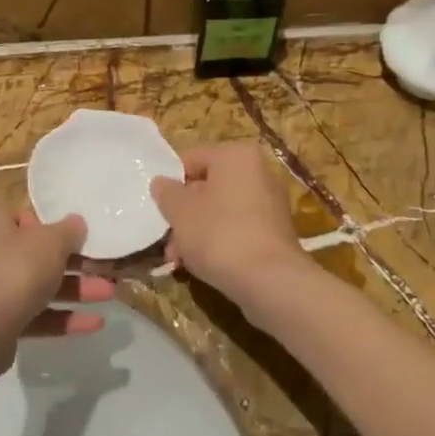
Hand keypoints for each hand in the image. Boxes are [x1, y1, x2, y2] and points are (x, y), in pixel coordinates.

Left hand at [0, 200, 111, 371]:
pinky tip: (94, 324)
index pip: (23, 215)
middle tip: (104, 268)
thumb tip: (77, 223)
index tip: (78, 239)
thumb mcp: (50, 242)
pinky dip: (60, 317)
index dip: (53, 227)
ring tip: (109, 295)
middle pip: (33, 252)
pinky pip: (30, 312)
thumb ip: (69, 231)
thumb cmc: (13, 270)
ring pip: (35, 284)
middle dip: (73, 264)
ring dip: (74, 290)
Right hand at [151, 142, 310, 310]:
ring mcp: (271, 203)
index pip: (192, 159)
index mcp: (237, 155)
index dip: (170, 183)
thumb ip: (166, 192)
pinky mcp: (276, 232)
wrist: (269, 280)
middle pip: (207, 187)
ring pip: (221, 211)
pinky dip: (219, 243)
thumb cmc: (219, 233)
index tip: (158, 207)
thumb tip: (162, 183)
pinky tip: (202, 266)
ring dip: (197, 232)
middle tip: (167, 241)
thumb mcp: (180, 211)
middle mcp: (260, 172)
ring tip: (179, 260)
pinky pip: (238, 229)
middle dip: (184, 214)